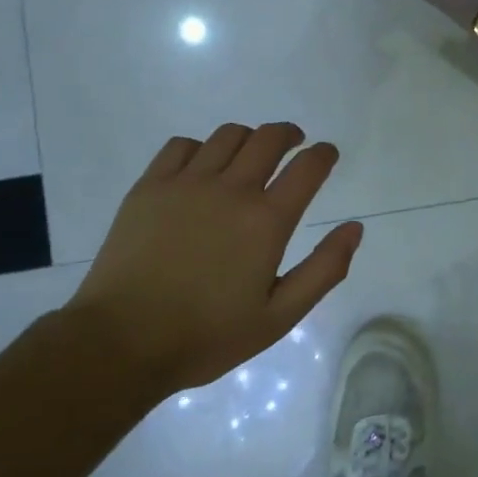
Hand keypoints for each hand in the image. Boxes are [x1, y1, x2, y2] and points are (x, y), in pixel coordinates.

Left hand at [66, 123, 363, 397]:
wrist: (123, 342)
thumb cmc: (207, 335)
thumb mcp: (279, 317)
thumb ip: (324, 270)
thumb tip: (354, 227)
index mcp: (266, 221)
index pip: (307, 167)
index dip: (323, 155)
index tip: (326, 154)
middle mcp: (231, 189)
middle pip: (269, 138)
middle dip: (289, 135)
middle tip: (293, 144)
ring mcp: (186, 183)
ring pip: (227, 135)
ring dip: (248, 138)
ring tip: (249, 155)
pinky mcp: (149, 186)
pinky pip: (181, 145)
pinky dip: (201, 148)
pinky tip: (201, 168)